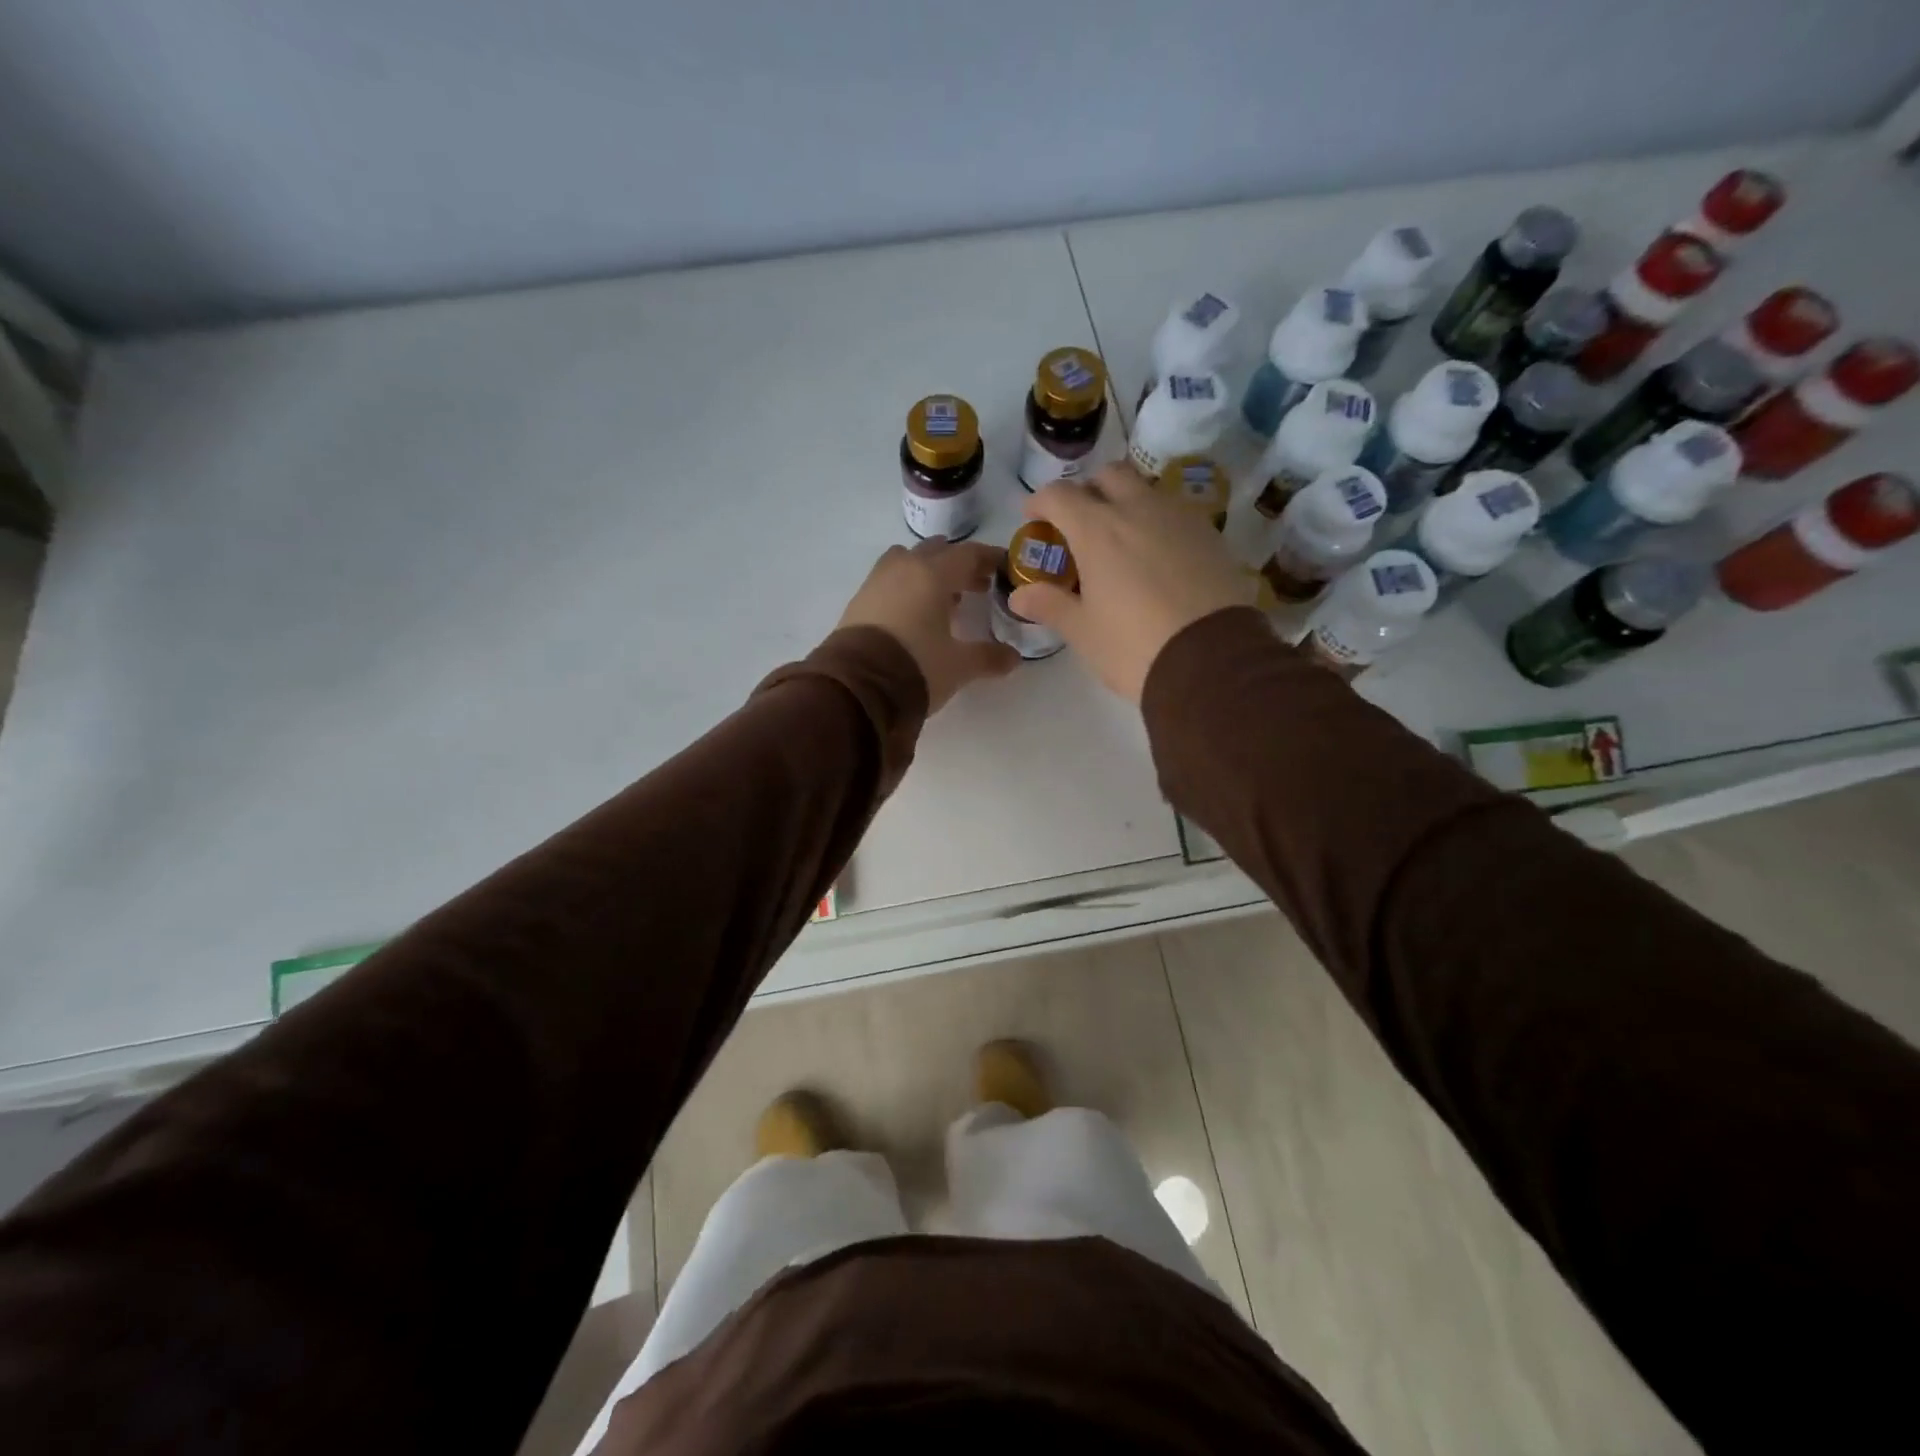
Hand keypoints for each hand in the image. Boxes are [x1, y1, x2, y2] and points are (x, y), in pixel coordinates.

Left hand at [837, 538, 1018, 712]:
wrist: (856, 687)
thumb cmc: (916, 666)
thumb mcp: (959, 666)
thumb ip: (988, 658)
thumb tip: (1013, 658)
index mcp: (933, 573)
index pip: (969, 553)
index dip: (989, 559)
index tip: (1004, 568)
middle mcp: (904, 567)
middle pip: (937, 552)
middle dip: (960, 565)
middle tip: (977, 585)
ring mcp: (877, 581)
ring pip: (908, 561)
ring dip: (929, 572)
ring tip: (943, 598)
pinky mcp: (858, 600)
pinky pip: (889, 580)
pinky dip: (906, 586)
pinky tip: (914, 613)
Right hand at [1012, 463, 1254, 702]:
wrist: (1212, 661)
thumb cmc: (1133, 646)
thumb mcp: (1084, 631)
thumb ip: (1050, 605)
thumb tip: (1018, 595)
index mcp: (1097, 530)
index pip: (1059, 496)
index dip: (1040, 503)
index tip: (1033, 518)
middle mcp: (1138, 510)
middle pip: (1109, 475)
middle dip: (1089, 490)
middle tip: (1080, 522)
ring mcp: (1179, 518)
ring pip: (1147, 490)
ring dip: (1127, 502)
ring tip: (1121, 538)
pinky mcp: (1211, 535)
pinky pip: (1176, 512)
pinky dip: (1158, 521)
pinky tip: (1157, 554)